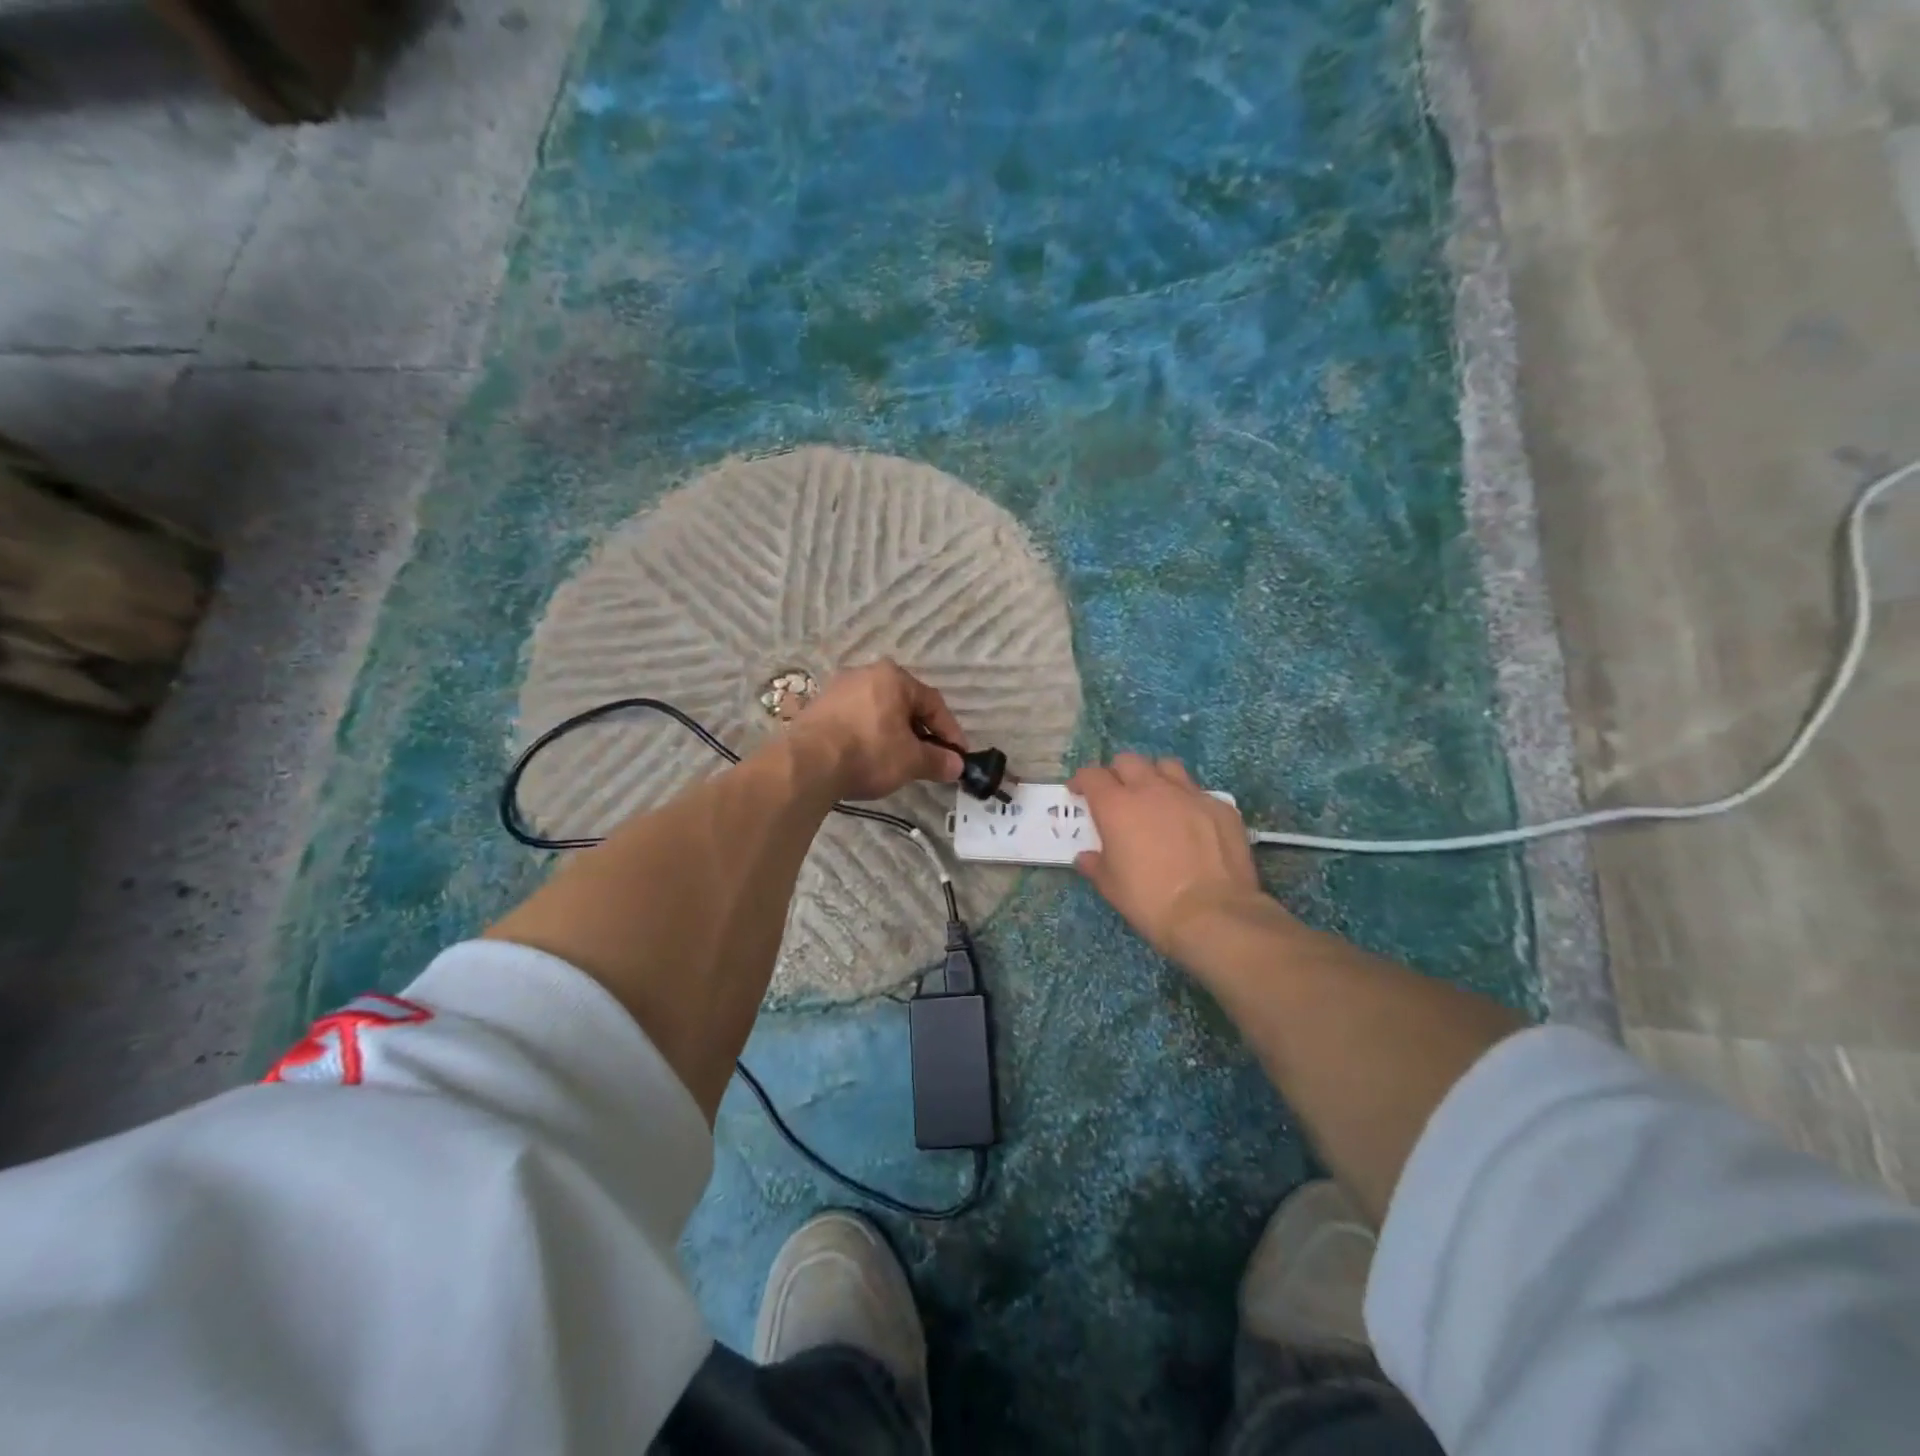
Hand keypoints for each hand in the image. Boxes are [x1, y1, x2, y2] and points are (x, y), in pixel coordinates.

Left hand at [792, 660, 966, 800]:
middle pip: (904, 704)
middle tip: (930, 758)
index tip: (958, 756)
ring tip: (900, 760)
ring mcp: (837, 688)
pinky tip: (869, 757)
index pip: (933, 703)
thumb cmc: (869, 752)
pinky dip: (868, 736)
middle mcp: (865, 673)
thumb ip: (937, 760)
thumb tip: (957, 765)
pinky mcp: (816, 707)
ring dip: (893, 734)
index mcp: (894, 677)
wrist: (807, 763)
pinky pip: (854, 719)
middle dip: (920, 732)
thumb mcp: (911, 760)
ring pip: (878, 711)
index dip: (950, 731)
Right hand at [1070, 755, 1265, 957]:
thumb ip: (1095, 864)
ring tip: (1155, 798)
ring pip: (1167, 767)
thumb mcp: (1111, 887)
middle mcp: (1152, 790)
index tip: (1079, 792)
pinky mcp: (1220, 807)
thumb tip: (1086, 857)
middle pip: (1128, 761)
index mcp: (1117, 806)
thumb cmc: (1150, 900)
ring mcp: (1190, 794)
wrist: (1212, 913)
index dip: (1082, 781)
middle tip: (1117, 794)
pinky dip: (1188, 802)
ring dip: (1155, 777)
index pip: (1092, 776)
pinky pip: (1199, 793)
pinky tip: (1192, 824)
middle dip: (1117, 773)